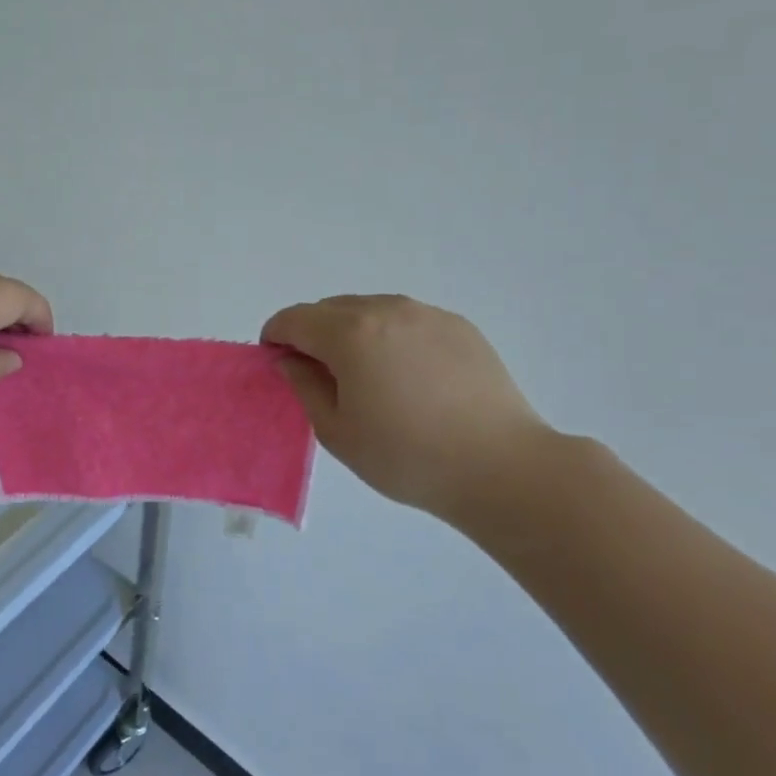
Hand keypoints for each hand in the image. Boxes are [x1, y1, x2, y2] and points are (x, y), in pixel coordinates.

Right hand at [261, 294, 555, 530]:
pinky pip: (407, 320)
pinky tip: (408, 378)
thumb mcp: (337, 431)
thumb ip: (304, 386)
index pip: (294, 319)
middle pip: (330, 309)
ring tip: (368, 378)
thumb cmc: (406, 456)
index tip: (278, 365)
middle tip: (321, 378)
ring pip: (370, 310)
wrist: (499, 466)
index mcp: (350, 333)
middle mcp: (387, 309)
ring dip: (352, 333)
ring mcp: (427, 314)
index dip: (276, 338)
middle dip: (313, 334)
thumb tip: (291, 359)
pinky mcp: (459, 326)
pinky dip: (391, 337)